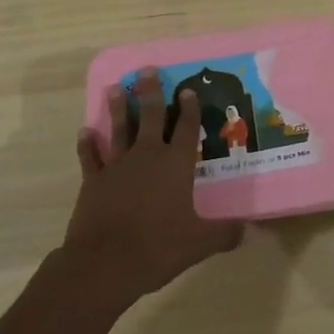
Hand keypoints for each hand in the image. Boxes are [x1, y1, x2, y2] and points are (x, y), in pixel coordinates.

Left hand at [58, 68, 243, 310]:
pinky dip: (87, 144)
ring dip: (119, 107)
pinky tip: (85, 132)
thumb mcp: (199, 243)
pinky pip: (91, 156)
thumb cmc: (157, 247)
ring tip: (115, 87)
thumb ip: (223, 234)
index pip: (187, 129)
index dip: (189, 108)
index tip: (187, 90)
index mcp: (176, 165)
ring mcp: (118, 165)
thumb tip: (247, 229)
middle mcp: (148, 156)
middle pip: (151, 116)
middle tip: (146, 70)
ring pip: (120, 128)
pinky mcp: (94, 180)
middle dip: (151, 92)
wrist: (105, 263)